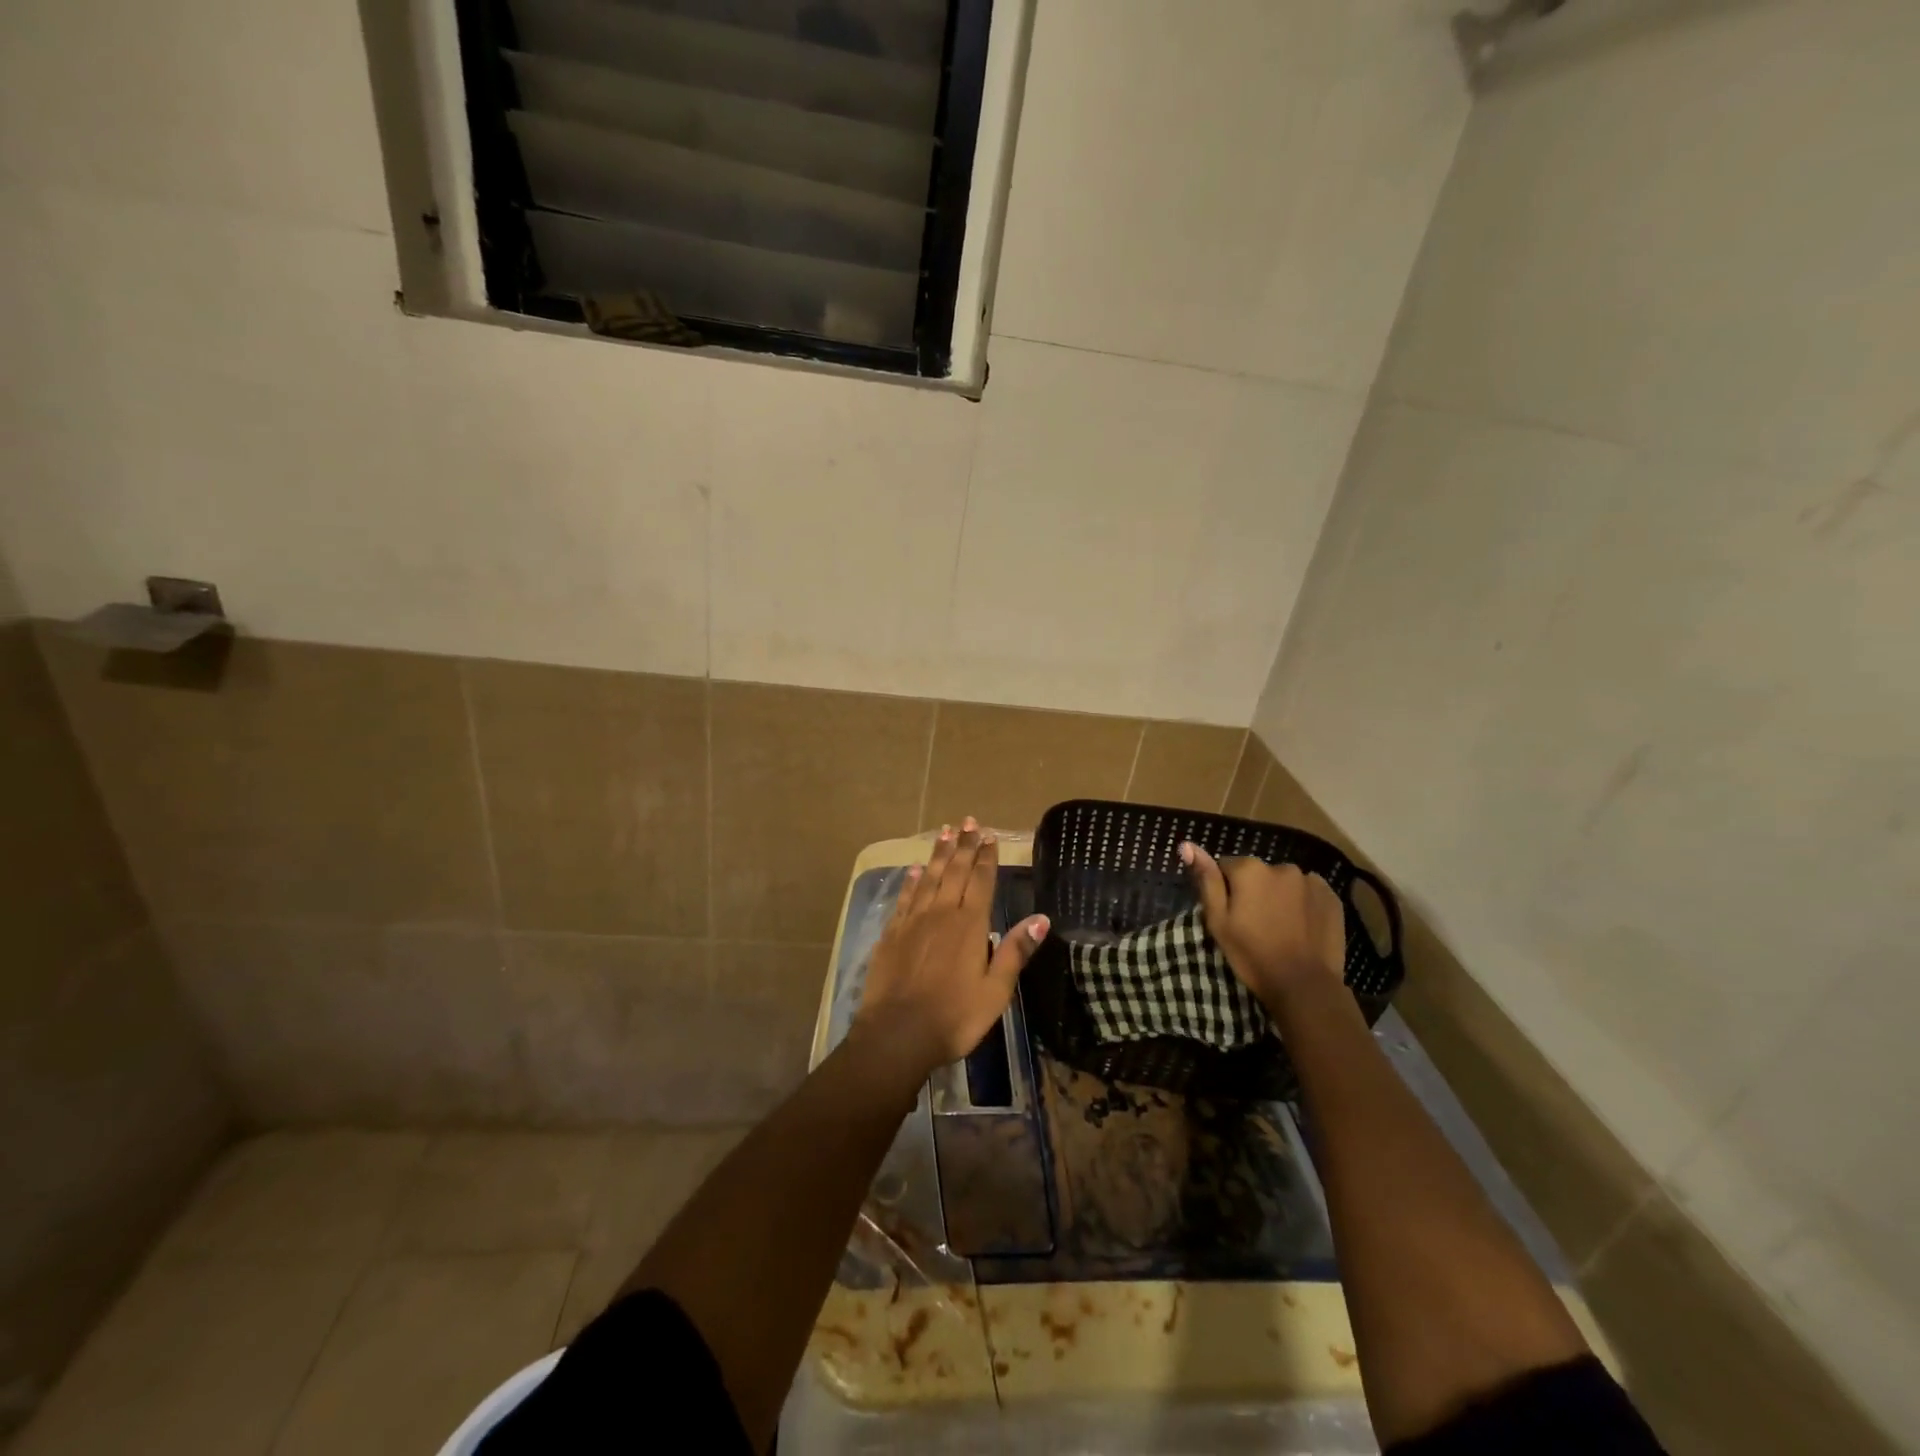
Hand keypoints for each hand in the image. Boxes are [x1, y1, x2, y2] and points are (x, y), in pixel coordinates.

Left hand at [853, 818, 1049, 1084]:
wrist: (898, 1034)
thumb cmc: (955, 1017)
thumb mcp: (996, 991)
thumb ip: (1015, 951)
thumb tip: (1041, 918)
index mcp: (970, 925)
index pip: (981, 881)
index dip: (986, 857)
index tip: (989, 835)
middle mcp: (942, 913)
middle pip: (955, 871)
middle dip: (964, 845)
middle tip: (968, 821)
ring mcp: (913, 921)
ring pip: (929, 878)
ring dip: (939, 854)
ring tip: (945, 831)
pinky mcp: (892, 933)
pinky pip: (905, 897)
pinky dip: (912, 880)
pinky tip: (916, 869)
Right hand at [1181, 842, 1344, 1009]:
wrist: (1304, 985)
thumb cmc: (1252, 954)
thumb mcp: (1218, 920)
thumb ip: (1206, 879)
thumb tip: (1187, 844)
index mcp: (1249, 869)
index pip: (1226, 867)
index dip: (1225, 890)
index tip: (1231, 915)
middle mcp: (1280, 866)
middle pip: (1257, 873)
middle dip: (1254, 890)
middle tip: (1255, 924)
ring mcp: (1310, 880)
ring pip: (1284, 882)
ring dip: (1279, 895)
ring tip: (1281, 927)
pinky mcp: (1331, 897)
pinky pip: (1309, 892)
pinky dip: (1303, 903)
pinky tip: (1301, 925)